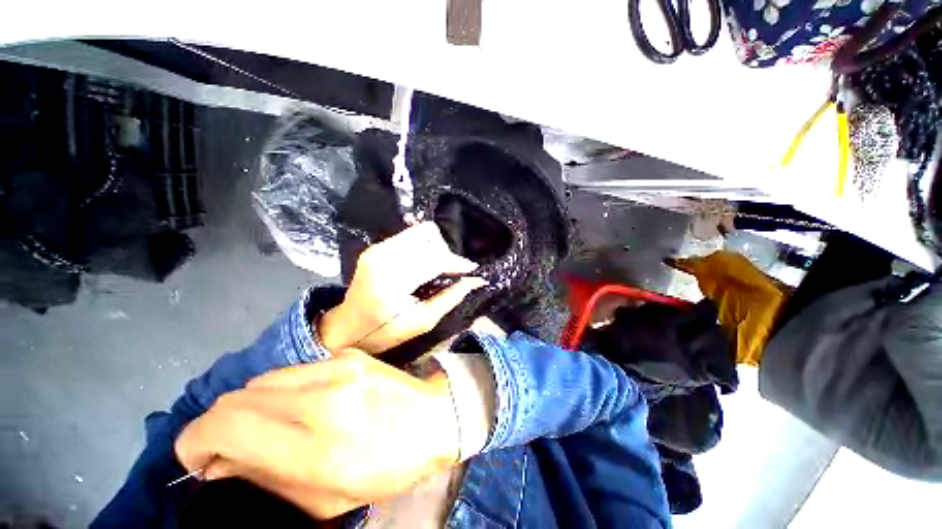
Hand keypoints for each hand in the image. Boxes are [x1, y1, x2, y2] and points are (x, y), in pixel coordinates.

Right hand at [174, 350, 458, 519]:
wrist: (432, 416)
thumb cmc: (385, 467)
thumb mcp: (324, 499)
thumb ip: (265, 477)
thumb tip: (220, 459)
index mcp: (314, 444)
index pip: (225, 426)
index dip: (195, 440)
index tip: (197, 457)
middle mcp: (322, 397)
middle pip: (238, 397)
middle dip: (219, 424)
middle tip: (228, 446)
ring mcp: (337, 367)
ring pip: (263, 379)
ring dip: (249, 405)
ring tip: (264, 424)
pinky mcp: (348, 353)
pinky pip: (295, 369)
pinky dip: (280, 389)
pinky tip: (296, 402)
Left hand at [319, 222, 487, 353]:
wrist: (347, 327)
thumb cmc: (385, 332)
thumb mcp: (422, 322)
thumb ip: (450, 298)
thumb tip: (474, 281)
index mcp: (391, 281)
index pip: (433, 259)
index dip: (456, 262)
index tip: (471, 270)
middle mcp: (382, 256)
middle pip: (428, 237)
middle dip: (446, 254)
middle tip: (451, 273)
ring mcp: (378, 248)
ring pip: (421, 232)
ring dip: (435, 247)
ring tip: (437, 268)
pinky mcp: (377, 247)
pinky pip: (410, 236)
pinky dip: (423, 247)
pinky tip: (423, 264)